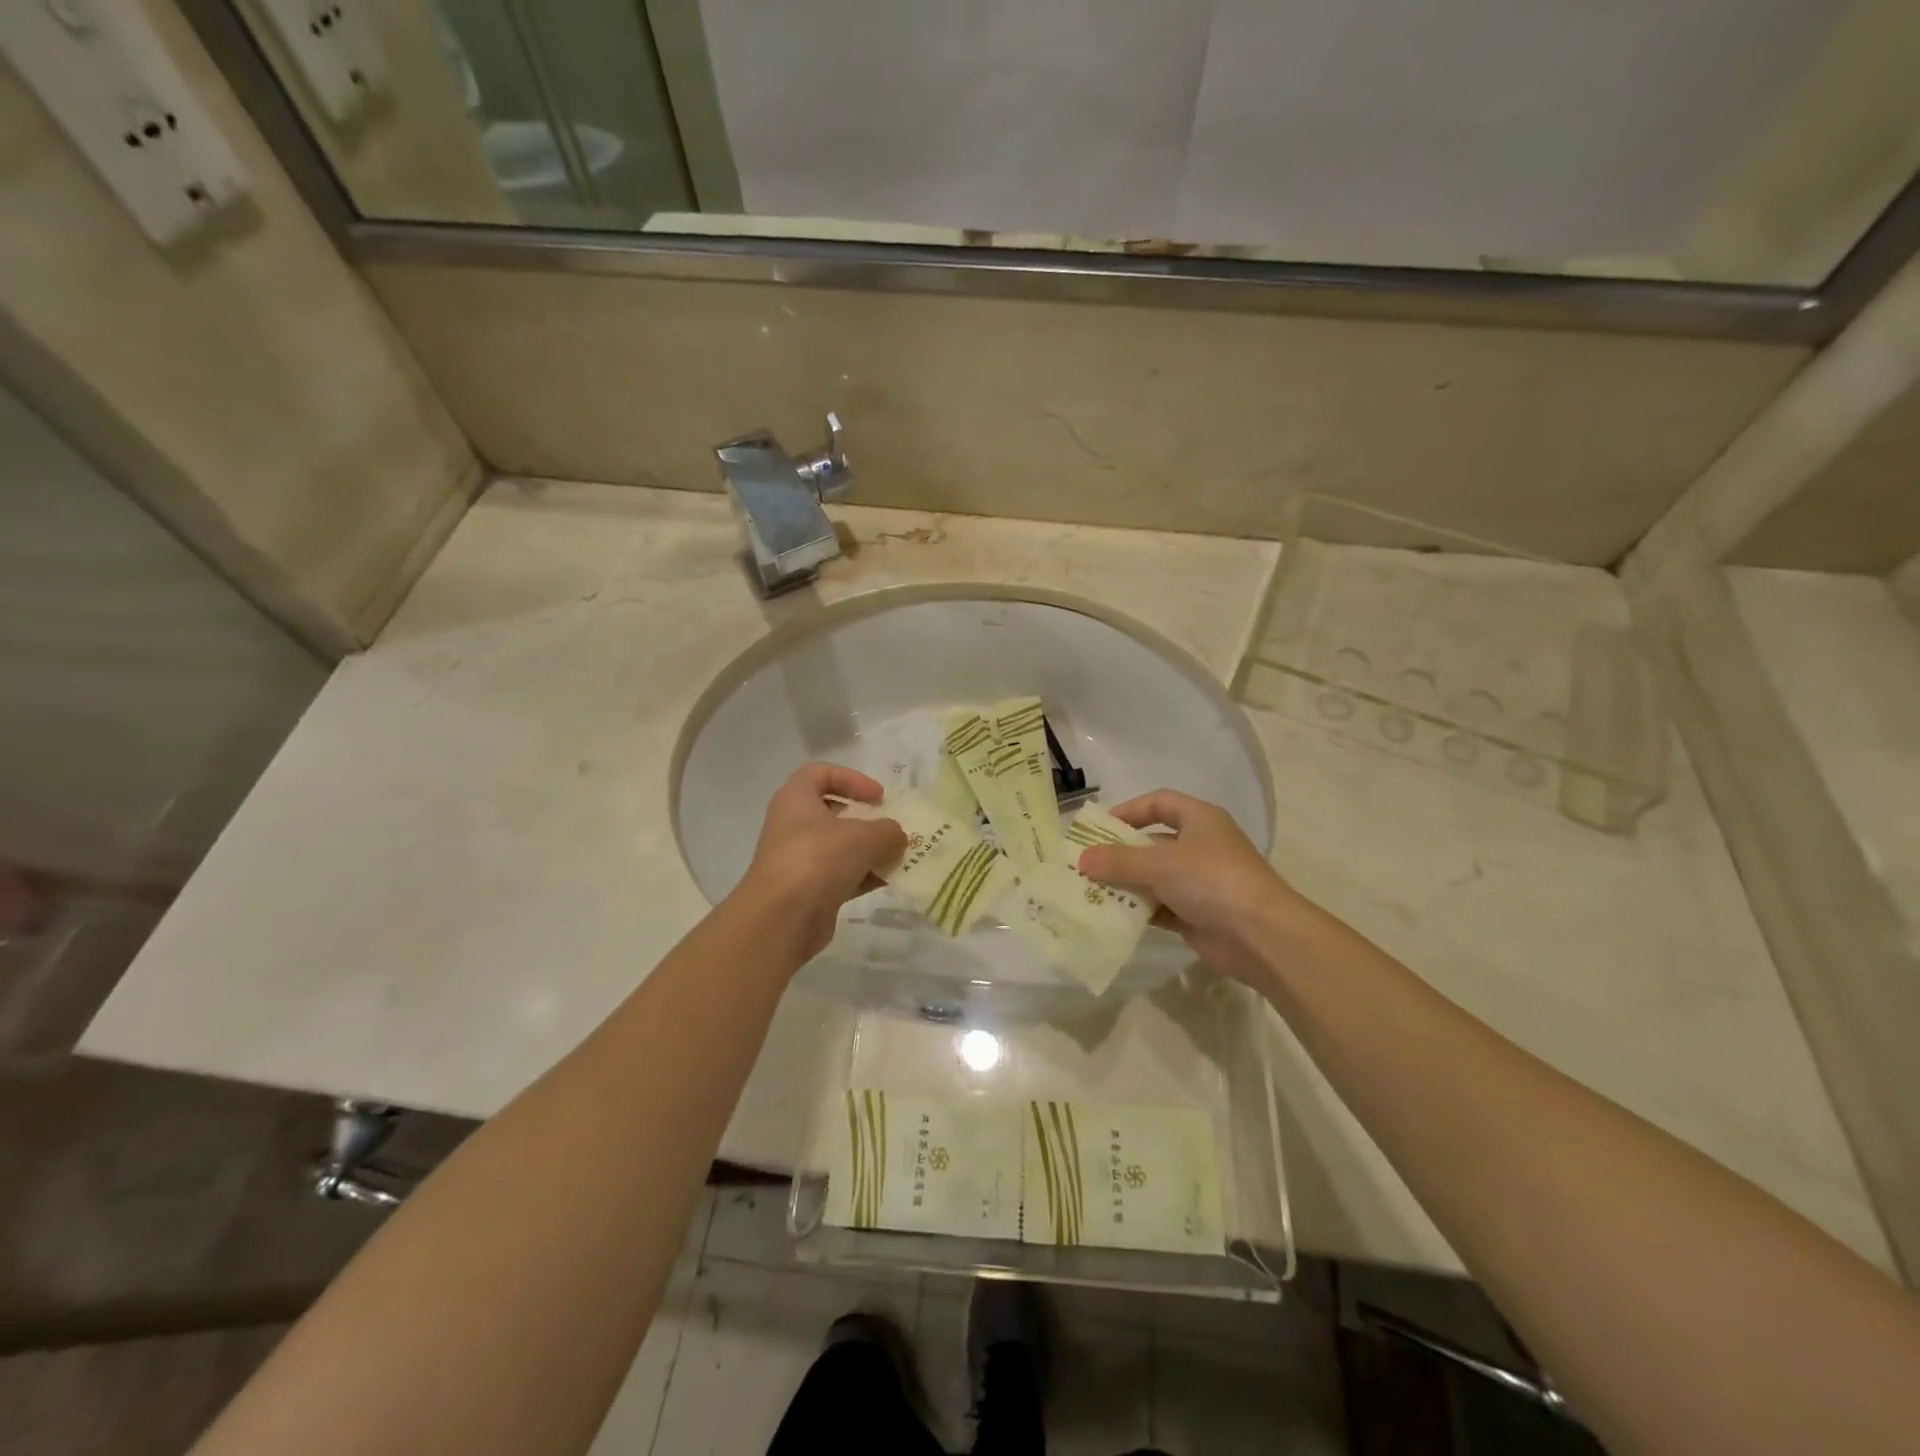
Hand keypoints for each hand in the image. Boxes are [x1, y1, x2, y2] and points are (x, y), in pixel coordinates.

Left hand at [733, 763, 907, 958]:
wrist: (783, 918)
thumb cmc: (819, 859)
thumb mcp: (864, 836)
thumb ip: (887, 830)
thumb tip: (896, 836)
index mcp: (796, 799)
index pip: (820, 773)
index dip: (852, 779)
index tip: (878, 797)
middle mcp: (793, 826)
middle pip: (832, 812)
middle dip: (866, 819)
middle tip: (890, 826)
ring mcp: (799, 860)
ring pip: (839, 847)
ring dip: (870, 850)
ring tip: (899, 856)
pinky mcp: (808, 890)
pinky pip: (841, 875)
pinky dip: (864, 876)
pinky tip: (890, 880)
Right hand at [1076, 789, 1312, 984]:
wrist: (1261, 936)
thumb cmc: (1212, 881)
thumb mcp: (1160, 864)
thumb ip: (1119, 860)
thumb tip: (1082, 859)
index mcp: (1200, 820)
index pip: (1159, 802)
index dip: (1129, 810)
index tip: (1099, 827)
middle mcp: (1201, 846)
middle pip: (1152, 843)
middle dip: (1120, 853)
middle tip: (1086, 864)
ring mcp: (1200, 882)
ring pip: (1154, 877)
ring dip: (1126, 884)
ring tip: (1090, 892)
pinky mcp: (1197, 915)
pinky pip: (1160, 907)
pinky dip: (1138, 911)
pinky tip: (1112, 917)